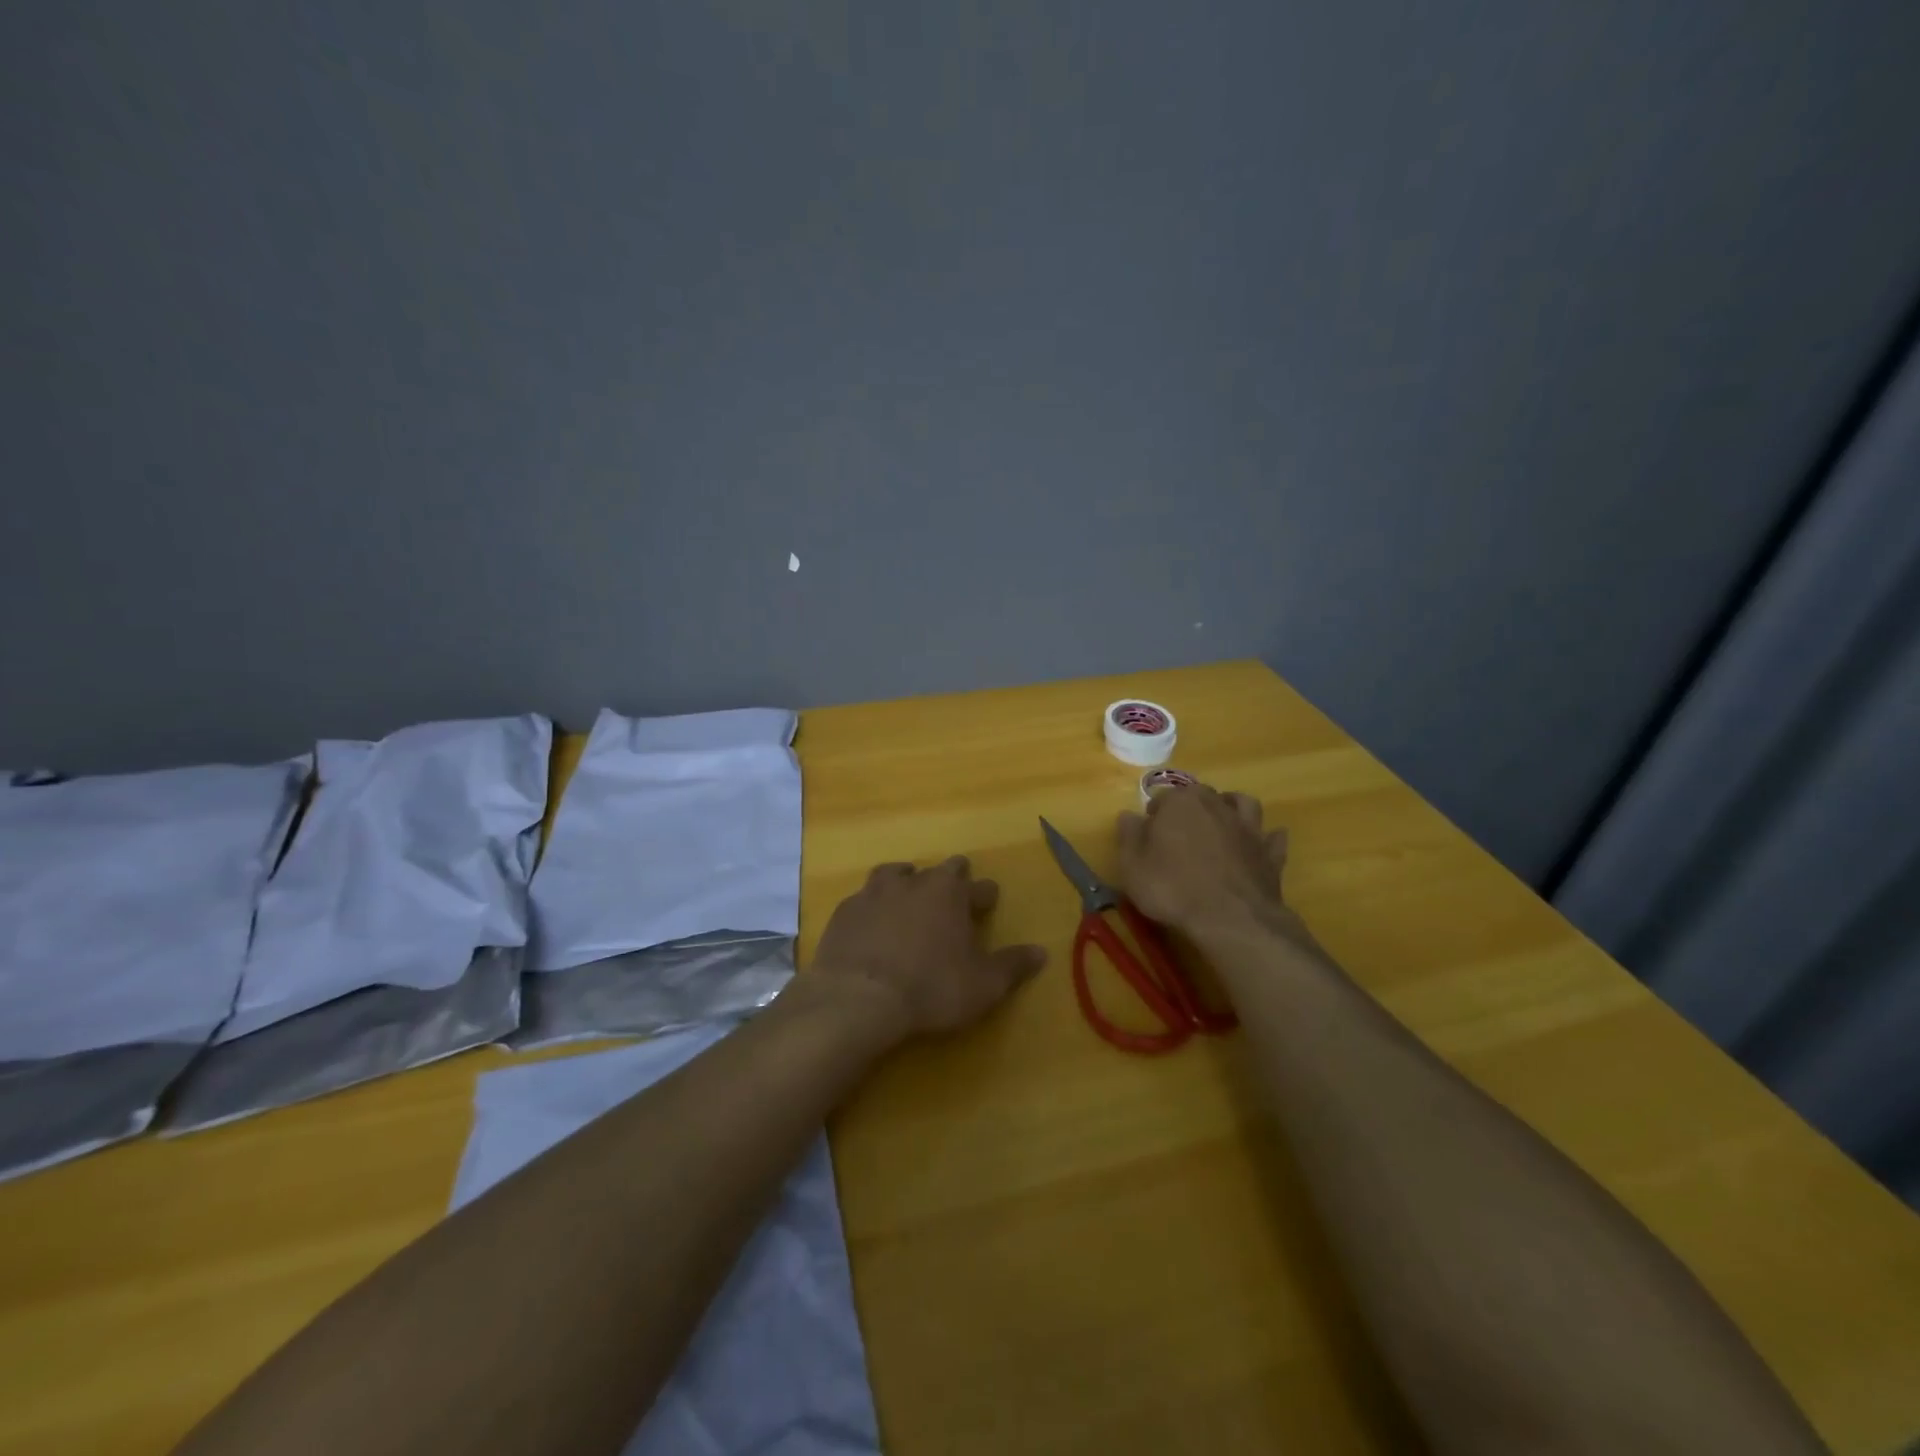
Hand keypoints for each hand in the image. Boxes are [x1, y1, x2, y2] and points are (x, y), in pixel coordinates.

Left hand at [810, 856, 1047, 1036]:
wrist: (858, 997)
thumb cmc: (931, 988)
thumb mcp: (983, 985)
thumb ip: (1012, 966)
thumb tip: (1042, 952)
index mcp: (951, 892)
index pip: (978, 886)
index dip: (985, 896)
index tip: (988, 904)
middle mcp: (914, 881)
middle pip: (938, 870)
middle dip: (949, 880)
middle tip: (952, 897)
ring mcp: (874, 892)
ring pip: (895, 874)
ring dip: (906, 882)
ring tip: (908, 897)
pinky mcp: (845, 911)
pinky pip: (863, 899)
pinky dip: (872, 907)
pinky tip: (872, 923)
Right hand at [1116, 785, 1299, 939]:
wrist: (1230, 919)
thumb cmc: (1172, 889)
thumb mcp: (1132, 865)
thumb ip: (1128, 835)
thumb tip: (1128, 815)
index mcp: (1180, 803)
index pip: (1163, 797)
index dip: (1153, 815)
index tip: (1147, 835)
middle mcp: (1216, 805)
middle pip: (1201, 795)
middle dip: (1190, 807)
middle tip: (1179, 832)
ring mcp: (1248, 827)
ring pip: (1242, 803)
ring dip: (1232, 807)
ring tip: (1221, 822)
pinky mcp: (1270, 853)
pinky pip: (1272, 838)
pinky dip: (1266, 838)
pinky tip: (1260, 845)